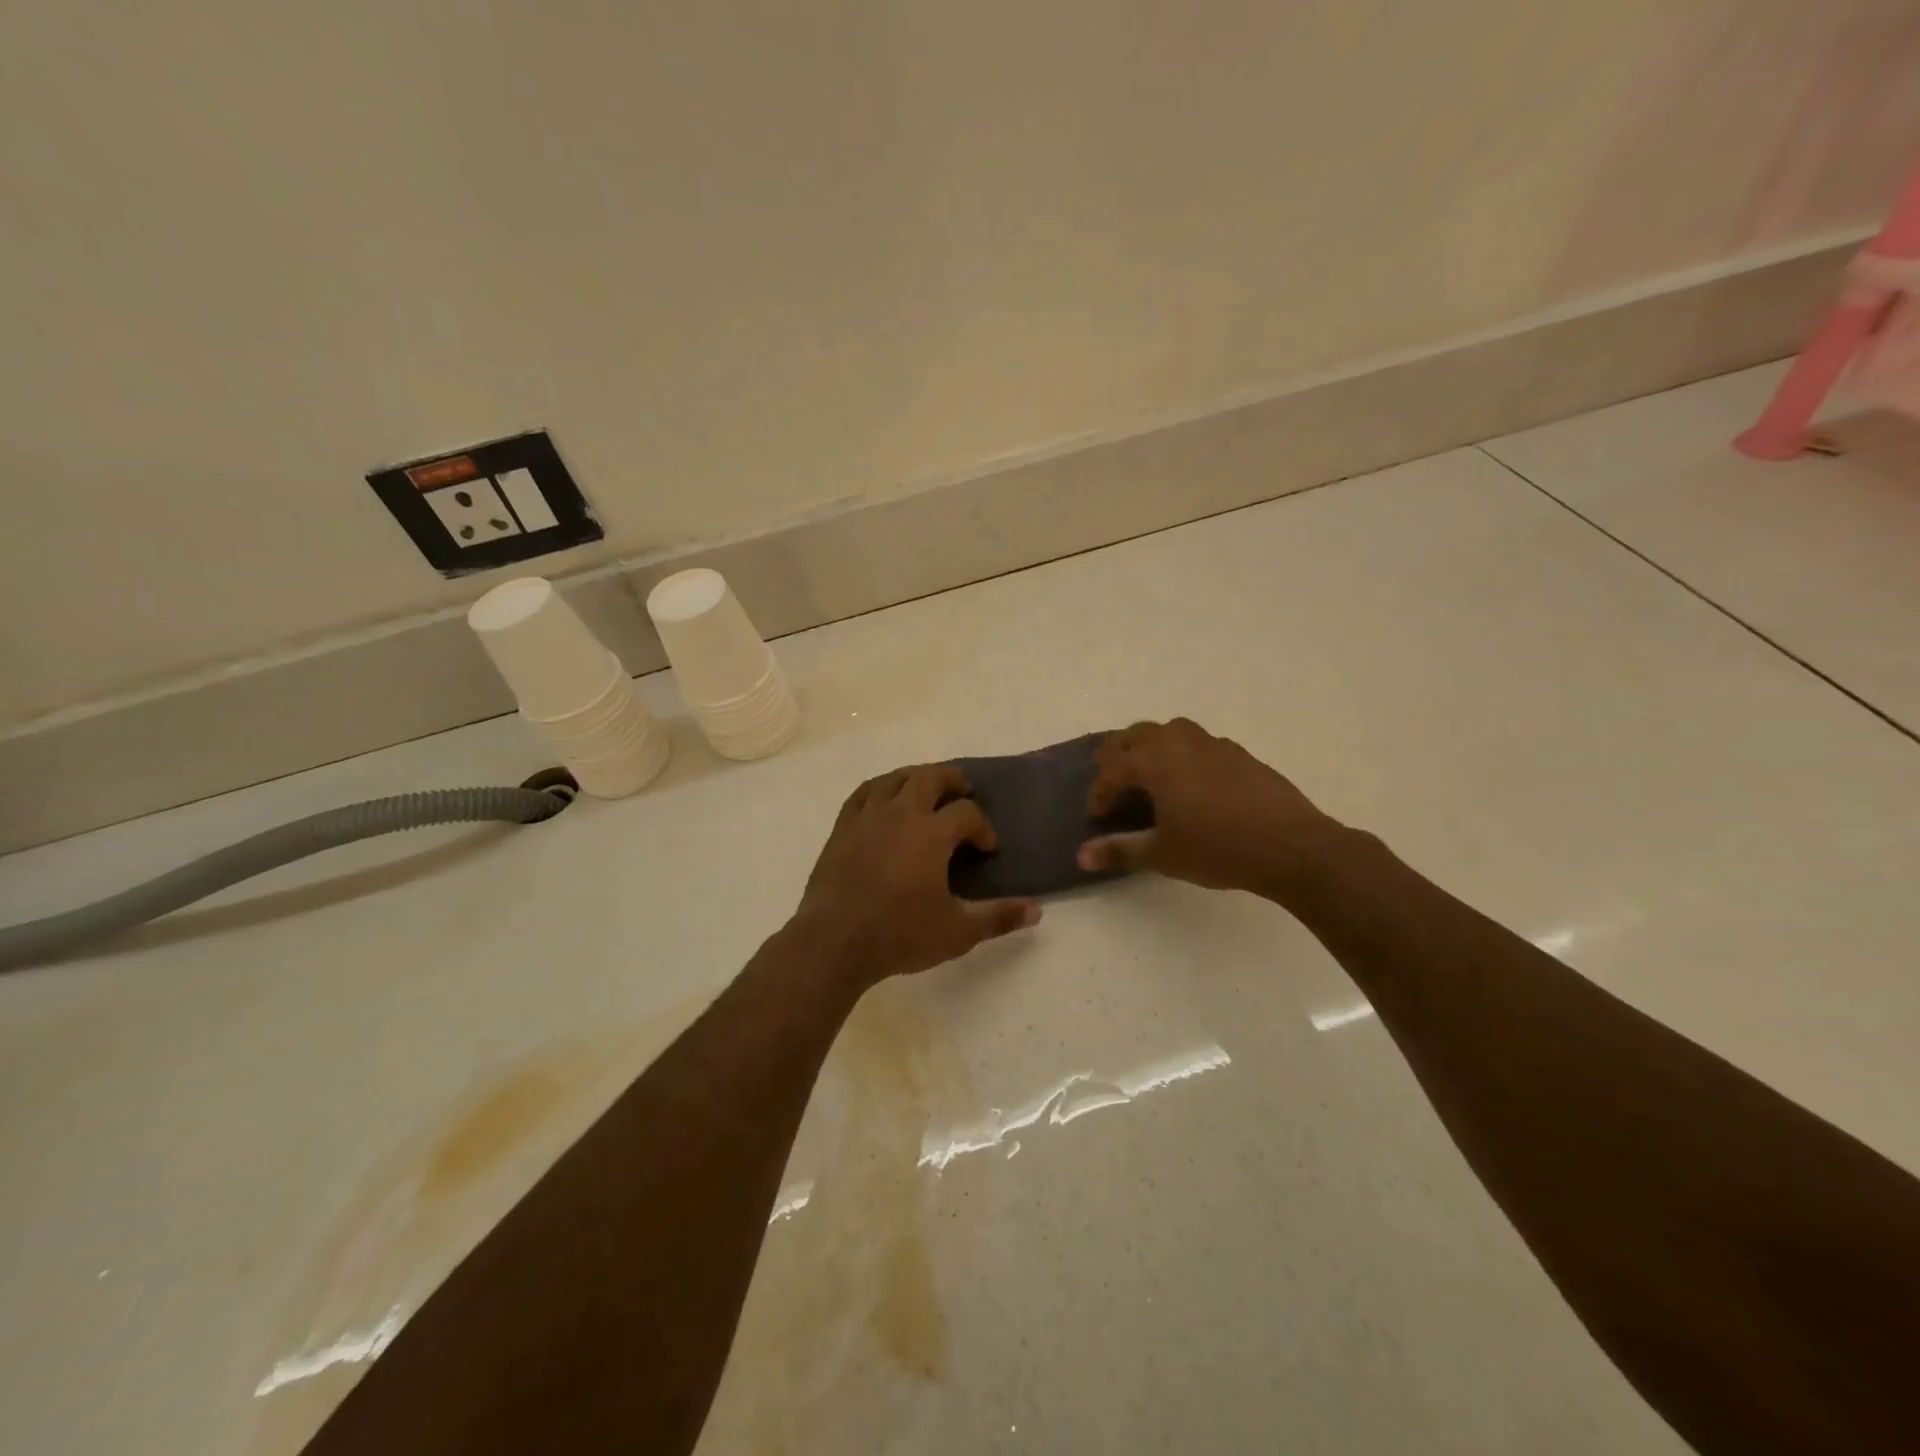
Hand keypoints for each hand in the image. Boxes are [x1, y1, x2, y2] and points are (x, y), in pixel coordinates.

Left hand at [793, 764, 1041, 986]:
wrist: (835, 942)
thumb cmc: (900, 935)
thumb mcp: (958, 932)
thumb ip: (998, 917)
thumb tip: (1036, 911)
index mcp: (932, 833)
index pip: (967, 813)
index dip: (982, 826)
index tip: (986, 848)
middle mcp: (901, 814)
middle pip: (930, 778)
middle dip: (952, 781)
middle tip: (963, 791)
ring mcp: (867, 817)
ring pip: (895, 779)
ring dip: (916, 777)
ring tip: (926, 788)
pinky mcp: (842, 828)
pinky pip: (863, 793)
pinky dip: (880, 788)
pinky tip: (884, 798)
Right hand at [1077, 718, 1339, 897]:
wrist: (1291, 846)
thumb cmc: (1218, 849)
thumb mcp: (1162, 855)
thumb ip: (1120, 851)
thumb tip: (1082, 856)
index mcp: (1155, 762)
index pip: (1113, 769)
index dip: (1100, 791)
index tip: (1097, 815)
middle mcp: (1179, 742)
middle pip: (1136, 735)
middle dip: (1118, 755)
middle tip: (1113, 780)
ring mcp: (1213, 744)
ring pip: (1170, 731)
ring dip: (1151, 746)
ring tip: (1149, 774)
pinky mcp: (1239, 754)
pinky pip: (1198, 743)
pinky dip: (1183, 754)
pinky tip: (1192, 783)